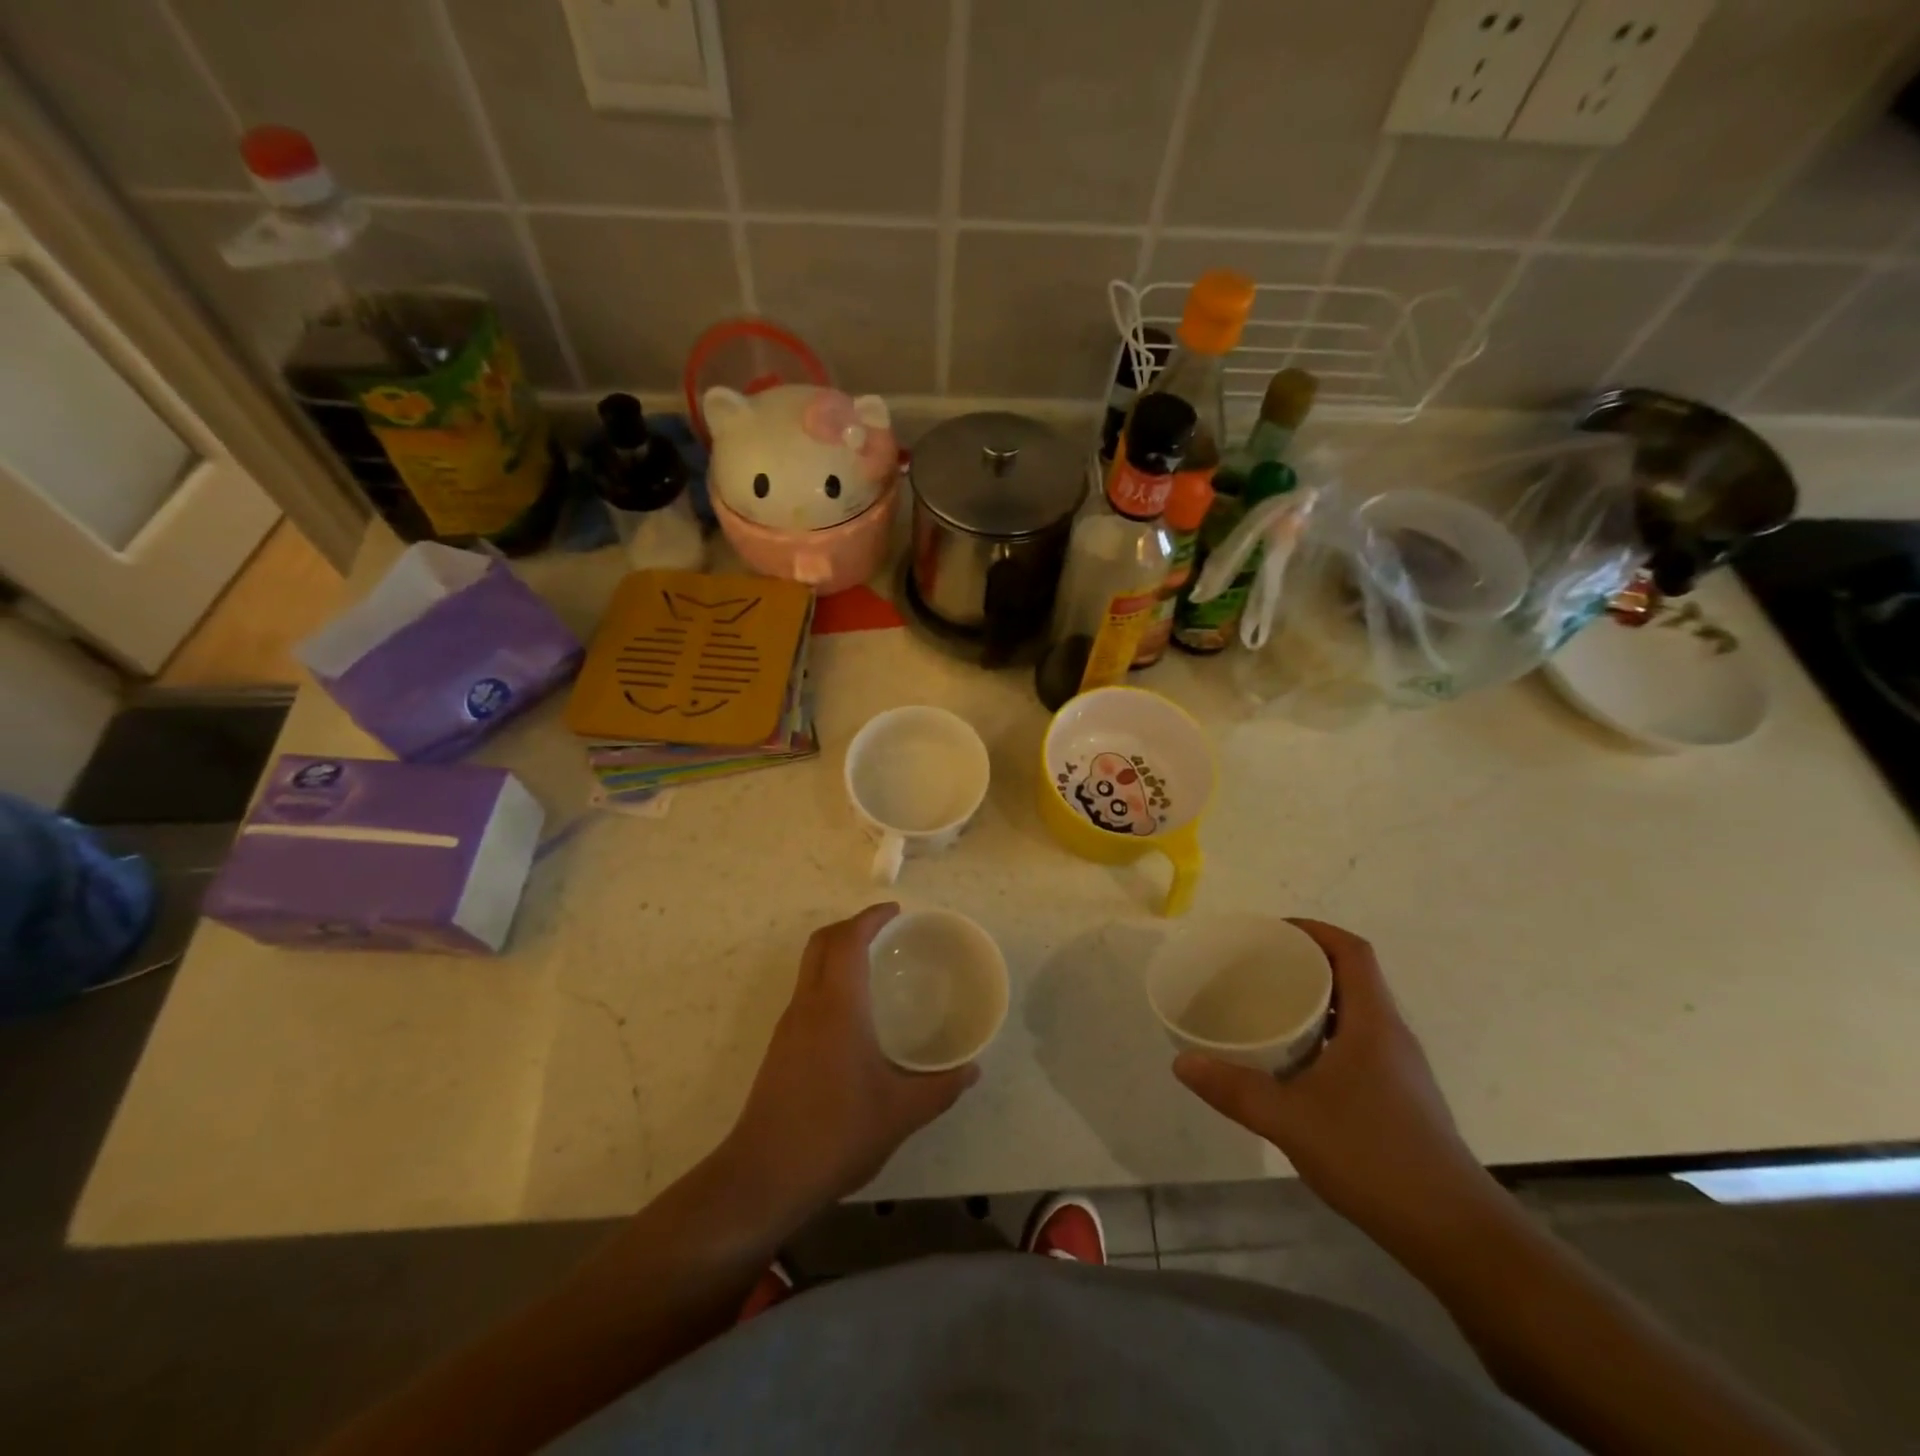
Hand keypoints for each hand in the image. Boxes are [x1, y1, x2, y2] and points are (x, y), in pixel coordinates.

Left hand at [723, 904, 978, 1220]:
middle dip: (851, 926)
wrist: (764, 1176)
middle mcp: (808, 1005)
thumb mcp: (901, 1113)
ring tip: (874, 968)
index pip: (848, 940)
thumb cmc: (836, 1133)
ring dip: (838, 953)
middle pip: (822, 943)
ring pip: (810, 968)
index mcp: (837, 1006)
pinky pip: (807, 993)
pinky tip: (854, 1016)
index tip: (896, 912)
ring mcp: (789, 1026)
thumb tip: (972, 1070)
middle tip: (886, 933)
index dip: (870, 917)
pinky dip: (829, 982)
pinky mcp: (780, 1048)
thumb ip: (940, 1088)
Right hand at [1172, 919, 1500, 1253]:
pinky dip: (1324, 1036)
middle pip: (1352, 977)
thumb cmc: (1374, 1158)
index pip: (1352, 951)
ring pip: (1355, 1013)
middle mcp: (1391, 1035)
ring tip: (1268, 1008)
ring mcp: (1399, 1069)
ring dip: (1316, 1001)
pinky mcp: (1400, 1098)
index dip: (1315, 930)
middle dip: (1306, 963)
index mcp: (1373, 1023)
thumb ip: (1235, 1089)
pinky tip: (1294, 1065)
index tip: (1273, 932)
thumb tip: (1182, 1063)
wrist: (1456, 1234)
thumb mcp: (1291, 1120)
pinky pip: (1357, 1044)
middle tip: (1257, 968)